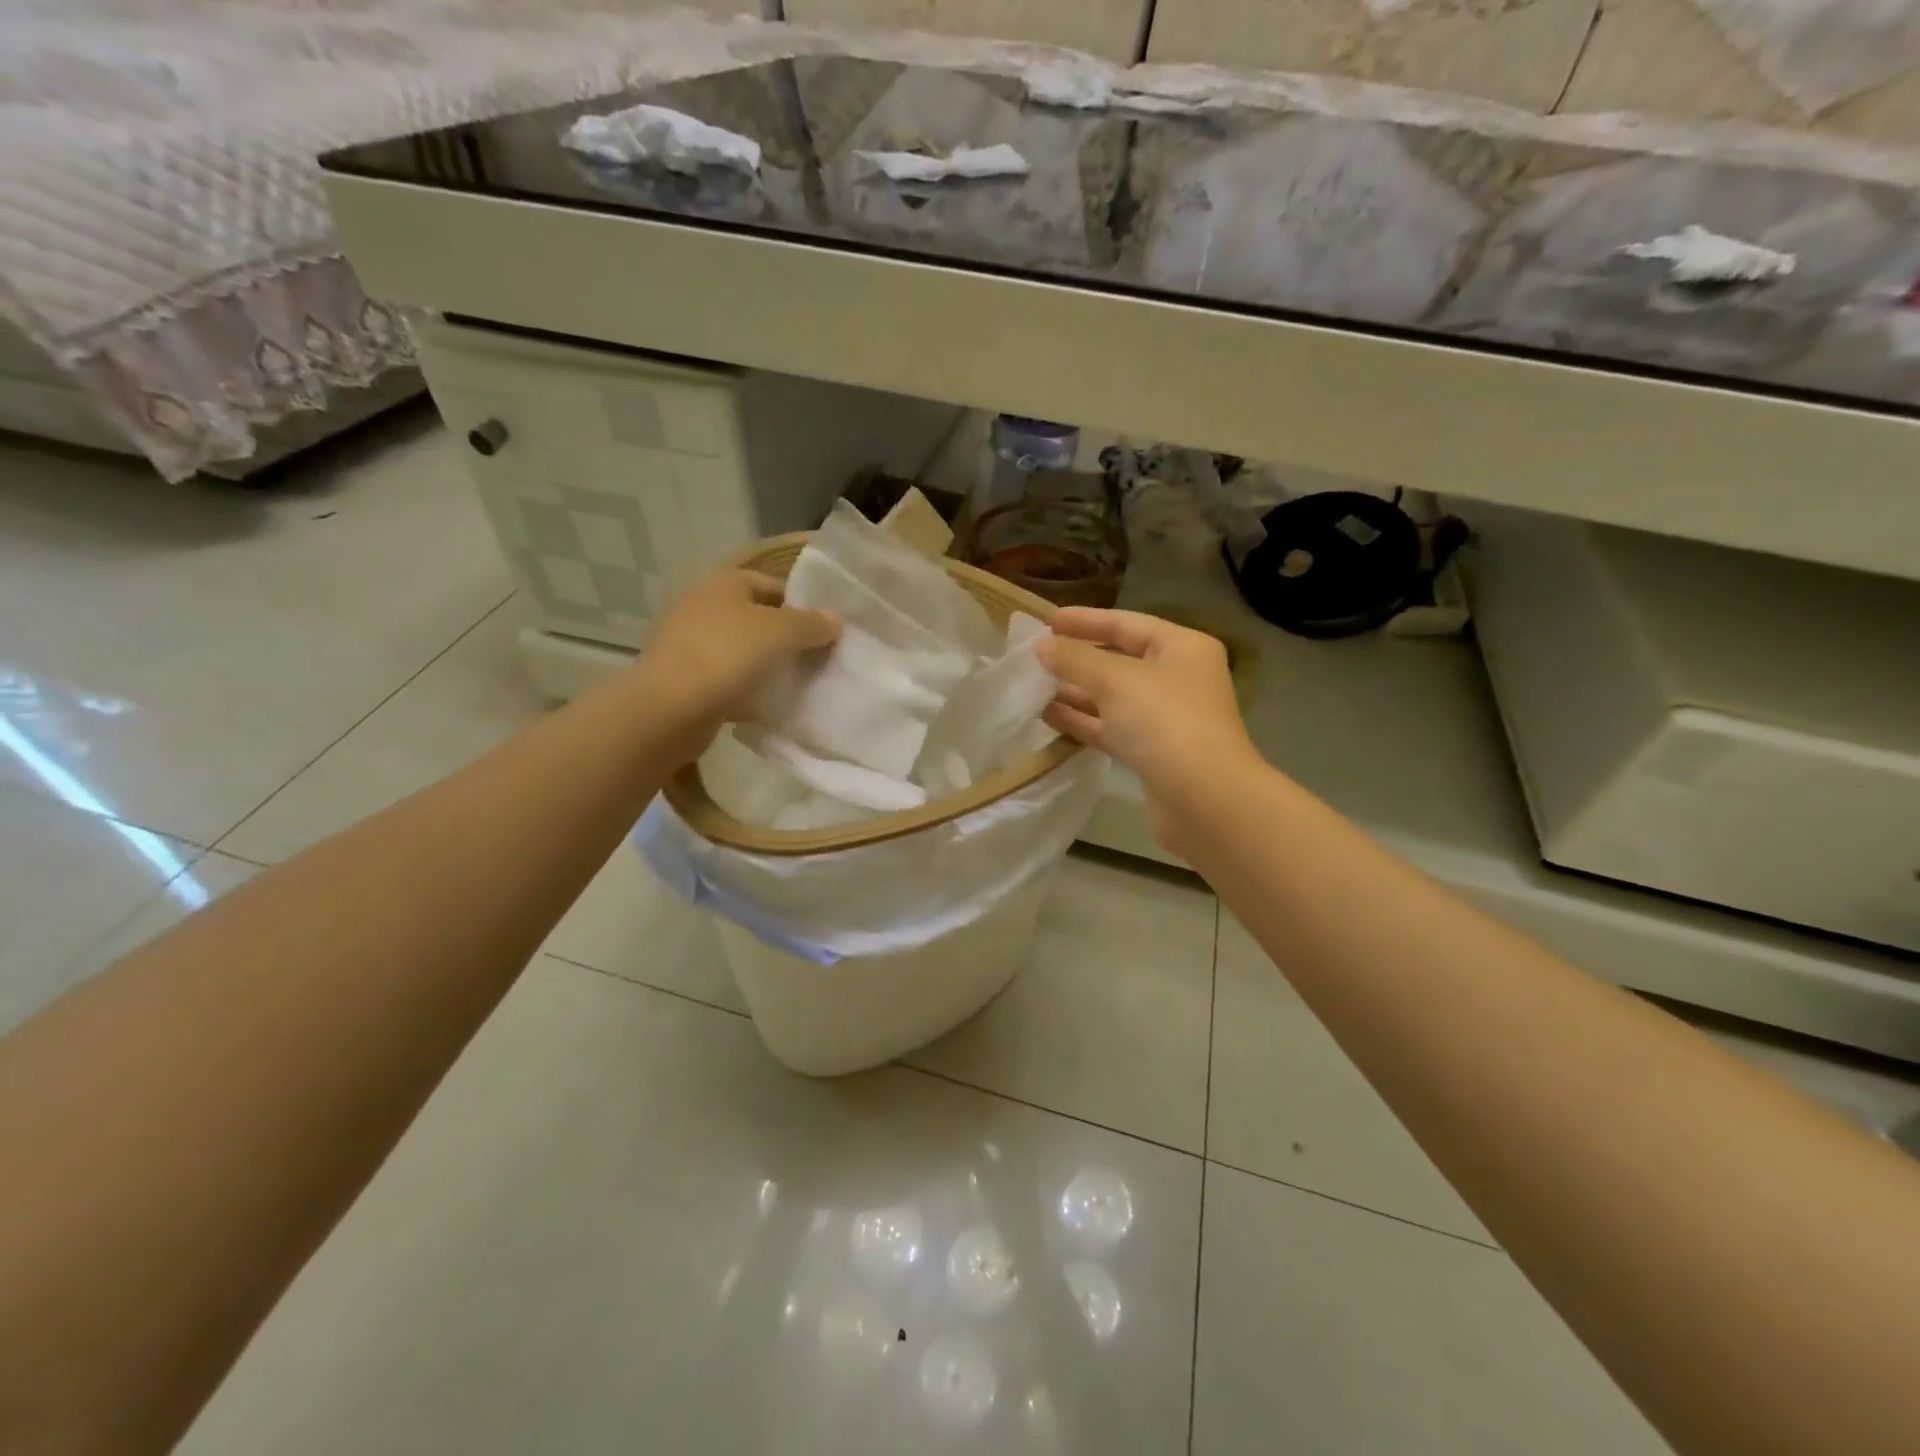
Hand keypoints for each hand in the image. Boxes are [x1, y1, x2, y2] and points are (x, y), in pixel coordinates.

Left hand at [639, 569, 839, 763]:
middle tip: (816, 658)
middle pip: (756, 618)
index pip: (772, 585)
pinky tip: (766, 704)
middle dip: (786, 637)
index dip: (801, 604)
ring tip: (796, 683)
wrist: (670, 708)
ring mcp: (689, 643)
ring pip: (741, 650)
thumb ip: (811, 623)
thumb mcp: (781, 632)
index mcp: (724, 583)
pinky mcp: (684, 678)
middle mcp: (702, 606)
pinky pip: (726, 678)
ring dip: (766, 664)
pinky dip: (746, 689)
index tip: (825, 630)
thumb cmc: (727, 655)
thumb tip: (835, 620)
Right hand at [1036, 607, 1261, 852]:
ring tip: (1033, 687)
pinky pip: (1112, 728)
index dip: (1086, 620)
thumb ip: (1075, 659)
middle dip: (1078, 659)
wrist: (1204, 800)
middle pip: (1120, 660)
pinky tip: (1049, 717)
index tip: (1046, 621)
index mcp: (1182, 648)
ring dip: (1076, 692)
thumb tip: (1042, 647)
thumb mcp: (1115, 681)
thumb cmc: (1165, 723)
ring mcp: (1167, 719)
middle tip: (1036, 656)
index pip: (1127, 623)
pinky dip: (1083, 721)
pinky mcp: (1153, 753)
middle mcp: (1179, 678)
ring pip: (1113, 698)